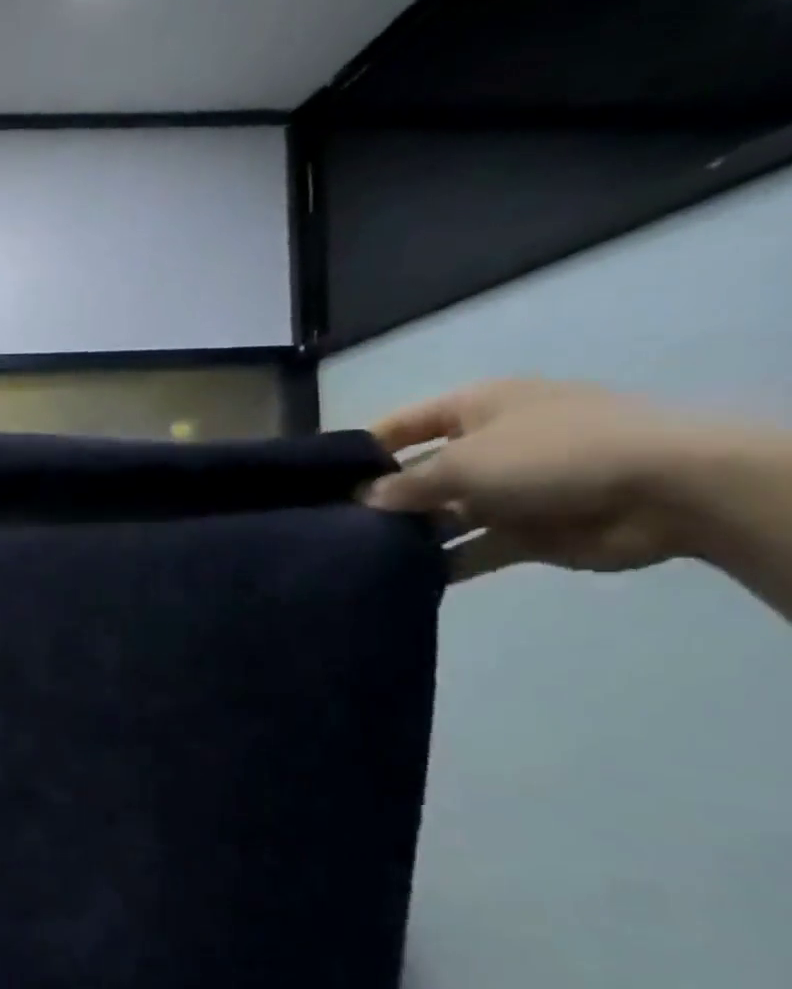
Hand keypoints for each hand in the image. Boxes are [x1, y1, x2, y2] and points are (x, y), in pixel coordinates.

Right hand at [362, 379, 708, 580]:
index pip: (404, 424)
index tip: (322, 479)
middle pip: (421, 473)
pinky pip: (472, 549)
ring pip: (444, 514)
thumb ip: (407, 484)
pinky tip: (403, 579)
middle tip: (331, 526)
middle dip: (383, 499)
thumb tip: (364, 500)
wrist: (666, 490)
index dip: (364, 448)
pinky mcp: (527, 531)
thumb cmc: (551, 454)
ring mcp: (510, 490)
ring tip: (358, 556)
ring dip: (410, 534)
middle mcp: (489, 446)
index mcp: (477, 409)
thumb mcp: (464, 461)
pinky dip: (444, 564)